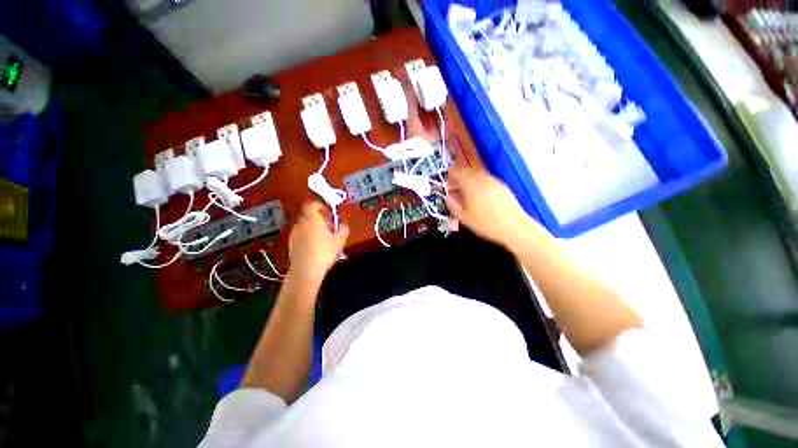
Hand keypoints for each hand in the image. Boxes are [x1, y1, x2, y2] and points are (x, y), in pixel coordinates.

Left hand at [288, 202, 349, 281]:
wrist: (305, 271)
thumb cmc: (324, 253)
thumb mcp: (340, 241)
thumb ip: (344, 229)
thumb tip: (343, 225)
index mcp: (312, 219)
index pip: (312, 204)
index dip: (321, 206)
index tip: (329, 215)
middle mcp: (301, 223)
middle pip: (309, 215)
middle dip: (320, 219)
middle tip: (330, 228)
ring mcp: (294, 233)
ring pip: (305, 225)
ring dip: (314, 227)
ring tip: (323, 239)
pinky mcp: (291, 243)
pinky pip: (301, 234)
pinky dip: (308, 236)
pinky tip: (315, 247)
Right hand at [446, 168, 540, 246]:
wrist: (514, 227)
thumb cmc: (486, 224)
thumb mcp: (464, 218)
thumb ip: (453, 206)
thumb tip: (448, 198)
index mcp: (471, 186)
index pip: (458, 173)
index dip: (451, 175)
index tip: (447, 179)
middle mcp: (483, 180)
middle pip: (469, 171)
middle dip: (460, 175)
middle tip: (455, 184)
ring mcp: (494, 182)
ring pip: (479, 174)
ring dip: (470, 178)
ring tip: (466, 189)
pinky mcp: (503, 186)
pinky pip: (488, 179)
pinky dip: (480, 182)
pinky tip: (480, 193)